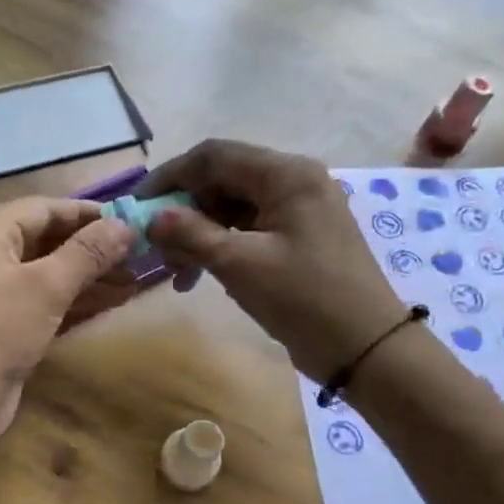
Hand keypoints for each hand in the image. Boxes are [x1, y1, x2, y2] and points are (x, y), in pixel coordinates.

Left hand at [0, 197, 137, 454]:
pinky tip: (112, 302)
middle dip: (93, 248)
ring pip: (47, 273)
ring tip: (135, 280)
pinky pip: (42, 301)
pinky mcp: (0, 324)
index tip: (133, 221)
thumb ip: (87, 253)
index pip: (44, 209)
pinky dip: (74, 300)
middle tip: (141, 255)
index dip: (90, 214)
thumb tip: (125, 225)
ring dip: (89, 276)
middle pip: (46, 239)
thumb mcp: (45, 287)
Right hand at [143, 139, 405, 381]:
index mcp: (286, 174)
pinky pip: (250, 228)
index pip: (213, 156)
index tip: (137, 206)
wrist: (366, 347)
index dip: (170, 176)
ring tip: (178, 272)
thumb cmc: (303, 298)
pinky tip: (204, 274)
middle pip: (223, 179)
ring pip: (234, 206)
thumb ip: (190, 234)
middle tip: (157, 248)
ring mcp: (300, 208)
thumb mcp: (239, 264)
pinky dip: (222, 246)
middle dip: (185, 211)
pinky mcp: (301, 235)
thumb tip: (151, 218)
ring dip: (200, 233)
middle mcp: (295, 180)